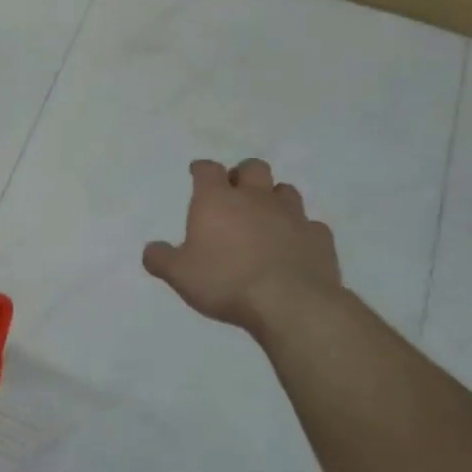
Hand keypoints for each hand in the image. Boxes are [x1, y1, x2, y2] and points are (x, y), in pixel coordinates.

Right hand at [143, 159, 342, 337]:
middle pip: (253, 168)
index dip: (201, 169)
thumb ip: (160, 259)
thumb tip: (151, 250)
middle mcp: (255, 198)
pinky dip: (300, 230)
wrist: (290, 303)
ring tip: (265, 217)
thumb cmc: (225, 282)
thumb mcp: (179, 275)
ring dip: (274, 198)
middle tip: (235, 193)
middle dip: (242, 175)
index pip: (208, 169)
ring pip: (285, 190)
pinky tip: (294, 246)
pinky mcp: (319, 237)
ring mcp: (292, 215)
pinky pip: (310, 225)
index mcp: (217, 201)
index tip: (197, 172)